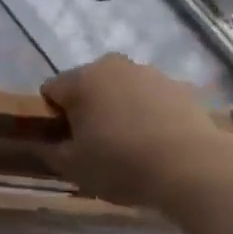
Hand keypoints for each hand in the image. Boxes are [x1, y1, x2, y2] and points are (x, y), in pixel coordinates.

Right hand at [40, 54, 232, 208]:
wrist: (193, 166)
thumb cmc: (122, 164)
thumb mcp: (74, 168)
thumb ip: (48, 151)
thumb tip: (39, 142)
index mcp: (81, 79)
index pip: (51, 90)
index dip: (53, 117)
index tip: (66, 142)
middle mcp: (111, 65)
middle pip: (87, 85)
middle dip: (87, 109)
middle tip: (97, 146)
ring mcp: (147, 72)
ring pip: (120, 89)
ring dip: (119, 109)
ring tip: (132, 146)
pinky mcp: (177, 85)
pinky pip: (150, 98)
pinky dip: (147, 113)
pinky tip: (158, 143)